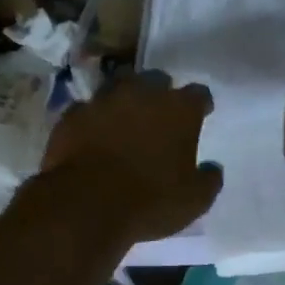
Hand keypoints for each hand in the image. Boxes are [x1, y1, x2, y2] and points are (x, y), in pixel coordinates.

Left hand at [41, 72, 222, 242]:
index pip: (199, 94)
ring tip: (125, 119)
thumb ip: (209, 179)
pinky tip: (93, 135)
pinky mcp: (72, 115)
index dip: (201, 105)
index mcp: (179, 110)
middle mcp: (142, 94)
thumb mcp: (195, 200)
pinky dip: (93, 119)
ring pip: (118, 87)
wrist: (86, 205)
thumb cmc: (151, 201)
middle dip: (161, 94)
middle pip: (157, 80)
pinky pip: (87, 110)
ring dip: (125, 100)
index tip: (202, 115)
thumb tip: (212, 168)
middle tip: (161, 115)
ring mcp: (103, 101)